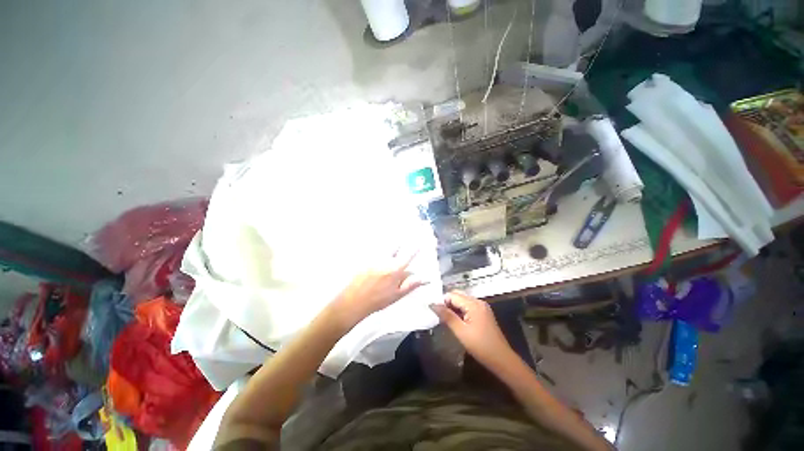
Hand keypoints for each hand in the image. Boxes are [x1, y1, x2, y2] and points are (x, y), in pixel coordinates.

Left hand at [329, 250, 425, 328]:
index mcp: (395, 269)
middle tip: (404, 240)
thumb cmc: (378, 300)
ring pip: (384, 247)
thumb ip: (410, 285)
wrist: (354, 301)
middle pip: (395, 246)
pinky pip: (374, 250)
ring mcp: (374, 258)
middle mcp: (385, 260)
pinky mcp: (365, 259)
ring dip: (390, 246)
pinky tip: (378, 253)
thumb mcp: (396, 295)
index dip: (415, 248)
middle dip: (400, 242)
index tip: (419, 241)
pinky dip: (379, 250)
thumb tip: (422, 278)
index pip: (408, 255)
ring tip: (393, 245)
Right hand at [430, 291, 512, 368]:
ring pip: (462, 301)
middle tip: (439, 316)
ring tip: (446, 320)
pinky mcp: (483, 313)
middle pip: (457, 296)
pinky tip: (456, 322)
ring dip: (453, 308)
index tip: (435, 313)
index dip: (442, 302)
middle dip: (447, 304)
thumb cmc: (481, 346)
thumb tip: (433, 304)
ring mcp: (482, 307)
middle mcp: (478, 301)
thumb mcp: (461, 332)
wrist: (502, 360)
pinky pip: (468, 307)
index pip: (452, 295)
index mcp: (473, 304)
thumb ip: (447, 316)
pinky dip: (460, 311)